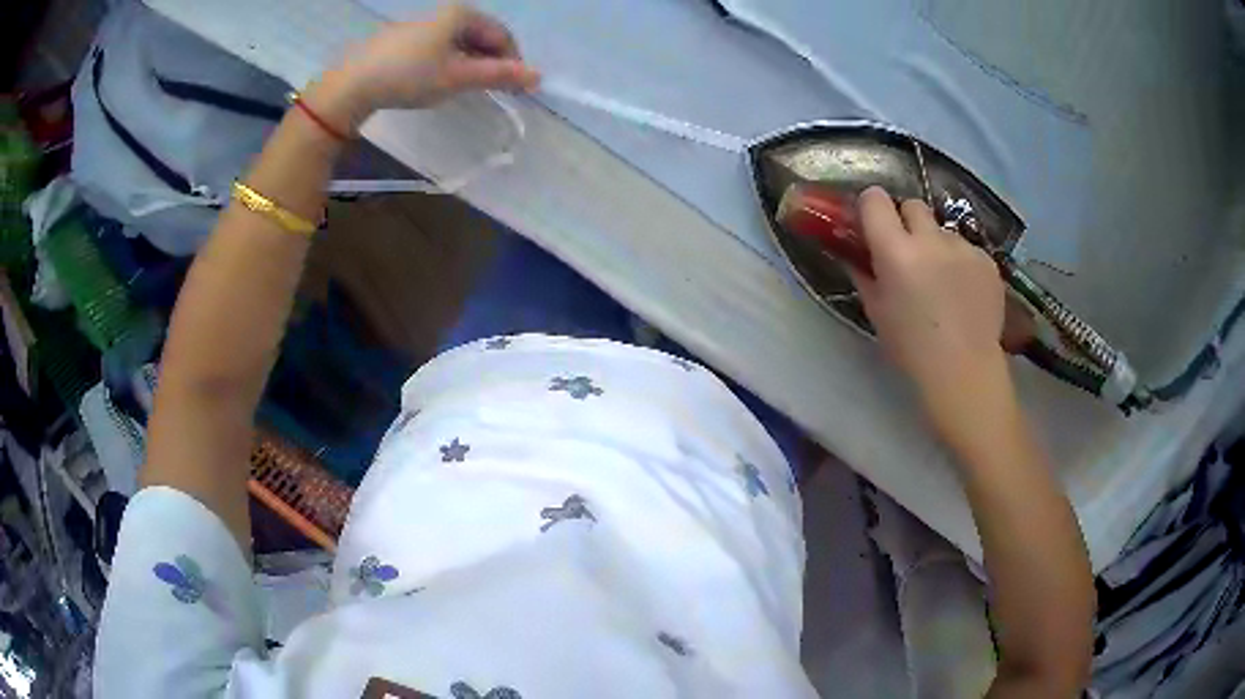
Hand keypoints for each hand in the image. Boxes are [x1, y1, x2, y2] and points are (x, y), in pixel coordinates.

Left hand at [306, 4, 540, 132]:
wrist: (353, 84)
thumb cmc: (410, 76)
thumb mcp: (458, 77)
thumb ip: (498, 75)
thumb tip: (538, 77)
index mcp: (462, 14)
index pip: (501, 36)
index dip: (512, 61)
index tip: (513, 88)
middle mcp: (444, 13)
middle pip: (480, 36)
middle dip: (490, 61)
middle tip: (490, 89)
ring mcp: (421, 25)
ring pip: (458, 43)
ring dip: (469, 64)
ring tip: (464, 87)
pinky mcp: (403, 39)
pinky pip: (437, 47)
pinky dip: (447, 63)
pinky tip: (437, 81)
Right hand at [848, 187, 1008, 413]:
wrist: (964, 372)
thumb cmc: (911, 348)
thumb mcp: (876, 311)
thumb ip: (863, 274)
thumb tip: (854, 253)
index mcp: (895, 251)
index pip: (875, 199)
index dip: (871, 207)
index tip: (872, 223)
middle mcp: (930, 239)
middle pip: (913, 205)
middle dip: (906, 221)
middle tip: (908, 251)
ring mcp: (963, 247)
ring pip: (943, 230)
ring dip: (937, 245)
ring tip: (942, 281)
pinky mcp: (987, 260)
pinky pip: (967, 249)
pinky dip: (961, 263)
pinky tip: (964, 292)